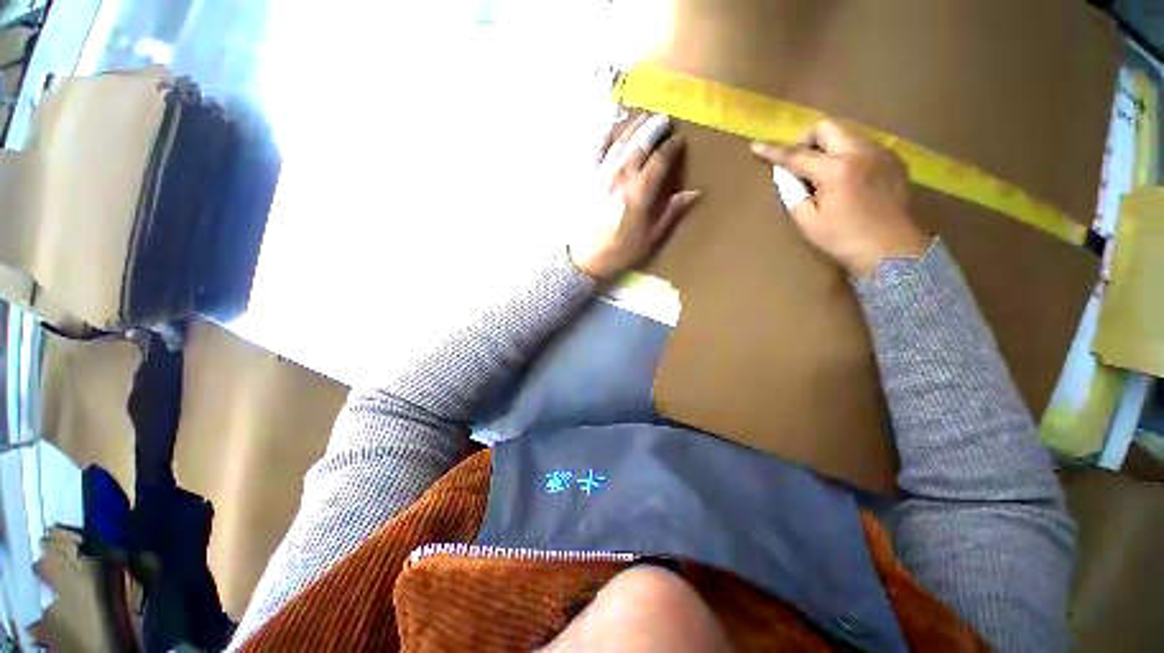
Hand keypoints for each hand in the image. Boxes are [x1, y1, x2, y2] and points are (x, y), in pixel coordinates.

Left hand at [569, 114, 700, 279]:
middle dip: (654, 128)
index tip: (678, 141)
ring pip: (620, 141)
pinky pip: (597, 149)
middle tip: (664, 120)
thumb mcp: (649, 237)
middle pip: (641, 143)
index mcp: (640, 191)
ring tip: (644, 118)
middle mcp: (621, 175)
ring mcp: (601, 173)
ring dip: (634, 127)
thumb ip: (670, 212)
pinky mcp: (587, 176)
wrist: (584, 257)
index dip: (671, 147)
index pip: (660, 159)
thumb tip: (693, 193)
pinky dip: (607, 136)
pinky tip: (613, 129)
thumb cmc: (619, 250)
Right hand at [750, 120, 929, 276]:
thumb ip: (792, 193)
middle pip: (828, 127)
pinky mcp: (893, 160)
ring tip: (824, 173)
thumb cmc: (842, 239)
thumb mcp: (807, 221)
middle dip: (808, 140)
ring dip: (829, 147)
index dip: (773, 151)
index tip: (756, 146)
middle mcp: (860, 152)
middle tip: (801, 163)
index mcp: (836, 169)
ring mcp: (881, 153)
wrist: (891, 249)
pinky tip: (847, 178)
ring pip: (847, 134)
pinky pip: (864, 146)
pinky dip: (848, 155)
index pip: (797, 155)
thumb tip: (783, 174)